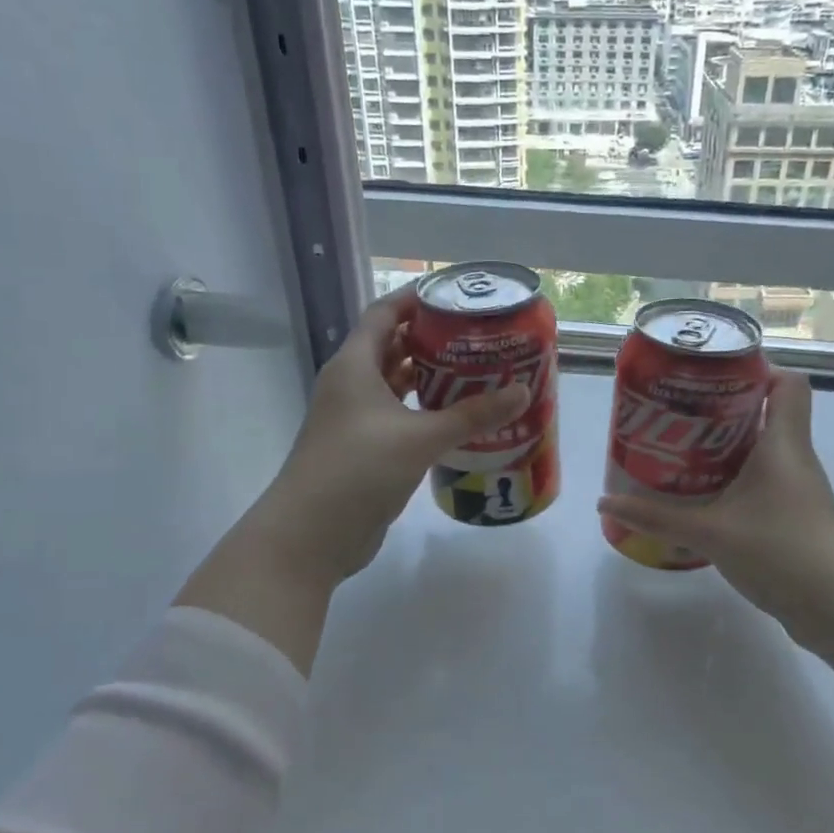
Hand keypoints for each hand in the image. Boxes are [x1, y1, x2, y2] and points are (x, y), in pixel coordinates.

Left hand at [246, 288, 529, 584]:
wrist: (311, 535)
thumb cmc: (359, 469)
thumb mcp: (421, 437)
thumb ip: (472, 415)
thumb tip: (522, 392)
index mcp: (354, 365)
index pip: (384, 314)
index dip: (417, 300)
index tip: (457, 297)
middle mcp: (351, 385)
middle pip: (392, 347)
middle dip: (432, 340)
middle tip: (478, 338)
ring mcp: (354, 419)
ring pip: (395, 385)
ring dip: (430, 378)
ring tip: (476, 372)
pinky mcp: (363, 449)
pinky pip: (398, 417)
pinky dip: (424, 412)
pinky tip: (456, 418)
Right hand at [596, 371, 833, 651]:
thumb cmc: (782, 551)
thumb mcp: (711, 532)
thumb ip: (657, 518)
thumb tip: (605, 503)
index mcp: (784, 443)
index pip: (788, 381)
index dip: (756, 370)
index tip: (711, 378)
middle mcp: (794, 458)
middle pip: (766, 414)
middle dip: (721, 411)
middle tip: (677, 416)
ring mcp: (797, 490)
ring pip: (760, 452)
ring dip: (723, 450)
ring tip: (678, 453)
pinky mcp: (793, 518)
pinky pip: (760, 484)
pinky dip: (732, 482)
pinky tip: (701, 499)